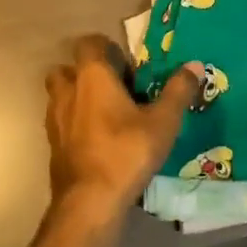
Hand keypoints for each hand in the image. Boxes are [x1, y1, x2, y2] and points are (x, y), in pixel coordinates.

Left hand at [44, 35, 201, 219]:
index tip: (127, 65)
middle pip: (68, 69)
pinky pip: (61, 123)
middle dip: (86, 73)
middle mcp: (68, 92)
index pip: (89, 43)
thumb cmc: (126, 152)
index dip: (106, 48)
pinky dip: (75, 124)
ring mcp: (55, 120)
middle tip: (114, 87)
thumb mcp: (163, 122)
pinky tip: (97, 140)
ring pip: (60, 96)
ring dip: (78, 98)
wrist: (89, 202)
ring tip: (106, 114)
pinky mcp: (53, 146)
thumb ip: (178, 91)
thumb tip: (194, 64)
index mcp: (92, 77)